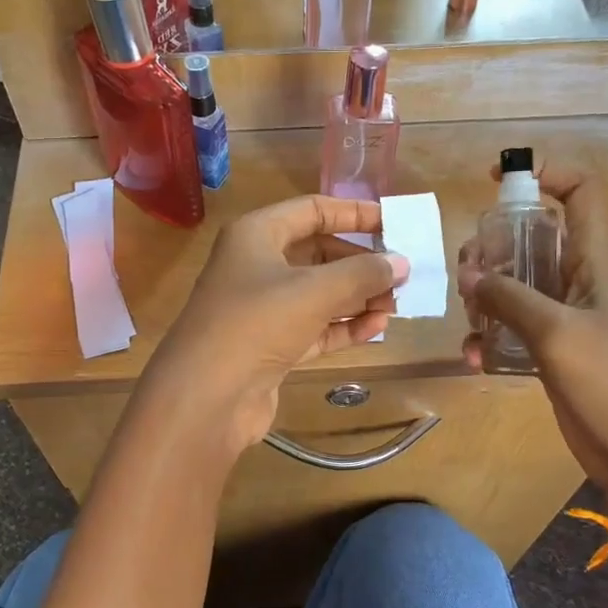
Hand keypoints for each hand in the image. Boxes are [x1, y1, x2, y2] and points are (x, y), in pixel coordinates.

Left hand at [147, 195, 408, 456]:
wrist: (207, 396)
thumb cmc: (257, 323)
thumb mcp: (314, 291)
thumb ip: (362, 273)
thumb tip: (400, 263)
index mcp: (256, 236)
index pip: (311, 211)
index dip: (353, 213)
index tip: (393, 221)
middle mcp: (256, 266)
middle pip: (318, 254)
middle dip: (360, 264)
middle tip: (401, 274)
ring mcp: (262, 310)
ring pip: (319, 295)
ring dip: (357, 298)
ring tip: (397, 305)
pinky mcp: (270, 347)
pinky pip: (315, 328)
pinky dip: (344, 327)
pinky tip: (377, 329)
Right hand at [459, 161, 607, 517]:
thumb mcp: (557, 333)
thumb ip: (510, 298)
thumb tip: (470, 275)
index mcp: (597, 261)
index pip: (580, 193)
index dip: (546, 173)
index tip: (498, 179)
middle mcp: (581, 281)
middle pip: (534, 239)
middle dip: (495, 247)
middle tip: (468, 271)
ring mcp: (567, 318)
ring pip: (518, 285)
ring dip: (486, 295)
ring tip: (469, 317)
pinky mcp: (554, 352)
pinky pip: (515, 328)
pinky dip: (492, 336)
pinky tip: (475, 357)